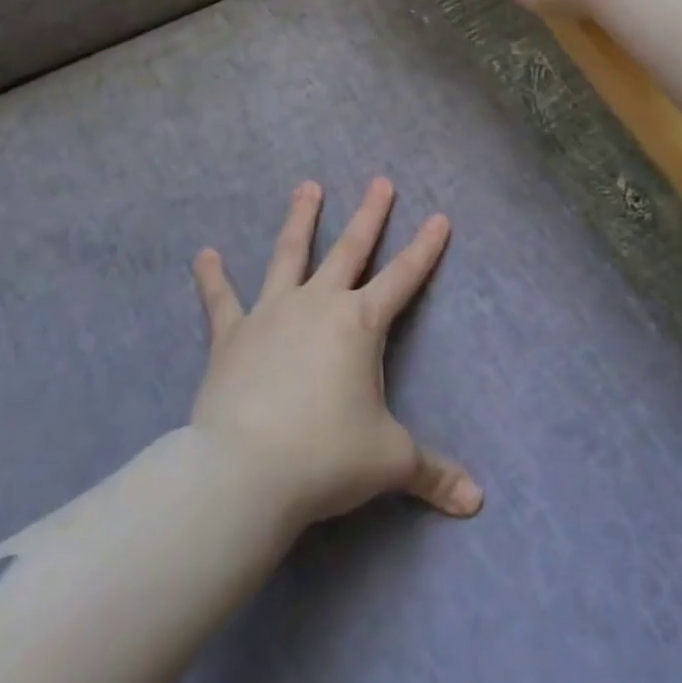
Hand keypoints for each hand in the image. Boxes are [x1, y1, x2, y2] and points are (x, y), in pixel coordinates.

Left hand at [188, 178, 482, 527]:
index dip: (425, 248)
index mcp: (360, 323)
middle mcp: (319, 304)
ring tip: (307, 187)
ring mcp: (272, 313)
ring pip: (289, 254)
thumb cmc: (326, 457)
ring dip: (300, 219)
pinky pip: (221, 299)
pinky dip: (212, 278)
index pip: (404, 277)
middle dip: (370, 215)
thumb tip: (476, 501)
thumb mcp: (389, 462)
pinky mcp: (232, 334)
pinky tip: (204, 254)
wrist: (246, 472)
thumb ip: (433, 473)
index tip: (440, 217)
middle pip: (350, 249)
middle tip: (380, 181)